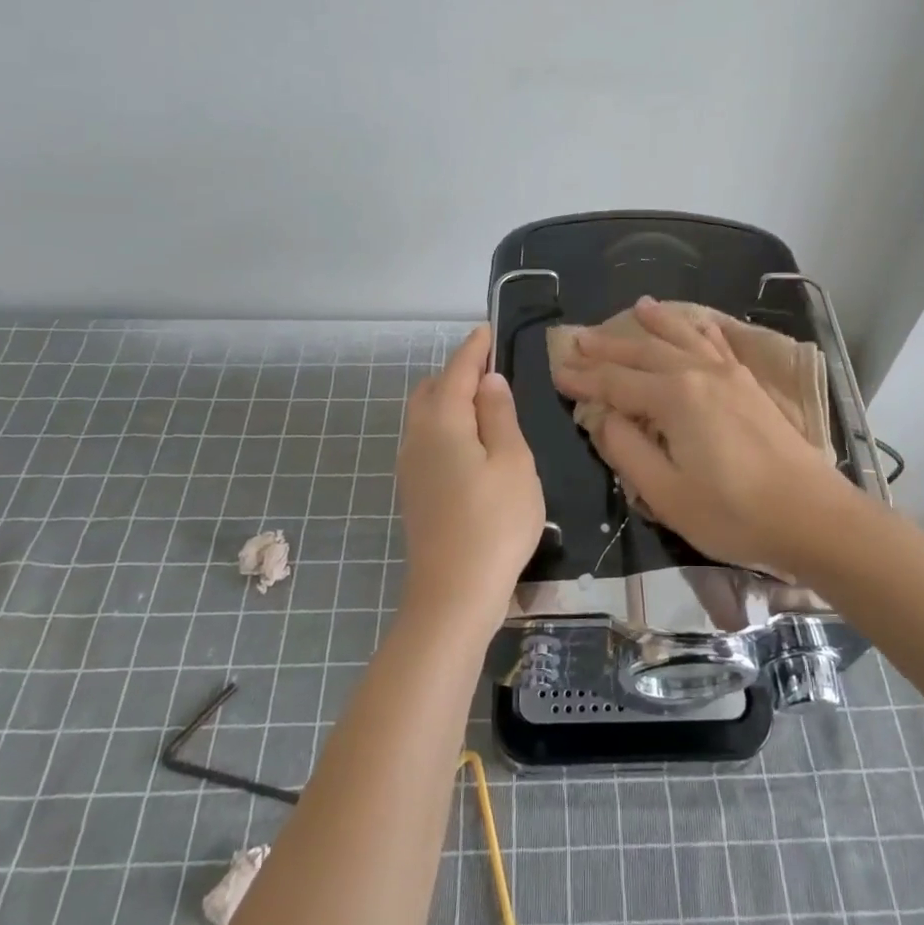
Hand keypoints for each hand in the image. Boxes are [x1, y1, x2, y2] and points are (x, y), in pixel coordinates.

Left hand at [396, 325, 545, 634]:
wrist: (453, 594)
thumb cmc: (494, 524)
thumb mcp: (513, 462)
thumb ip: (500, 416)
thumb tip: (489, 381)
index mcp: (442, 422)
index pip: (457, 371)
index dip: (473, 349)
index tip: (487, 330)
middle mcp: (417, 437)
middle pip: (432, 390)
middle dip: (457, 373)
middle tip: (492, 371)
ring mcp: (411, 466)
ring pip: (425, 416)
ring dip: (450, 400)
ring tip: (486, 405)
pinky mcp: (414, 490)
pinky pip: (427, 439)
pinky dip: (447, 425)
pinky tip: (472, 443)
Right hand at [549, 297, 845, 572]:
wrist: (812, 517)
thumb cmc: (733, 513)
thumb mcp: (666, 494)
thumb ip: (627, 451)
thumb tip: (603, 419)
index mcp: (674, 399)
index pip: (616, 383)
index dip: (584, 380)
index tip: (557, 373)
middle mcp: (699, 374)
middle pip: (644, 352)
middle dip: (609, 346)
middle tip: (578, 339)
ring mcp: (730, 375)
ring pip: (683, 337)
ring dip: (657, 323)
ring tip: (638, 306)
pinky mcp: (750, 385)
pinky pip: (718, 343)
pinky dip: (701, 329)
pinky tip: (696, 323)